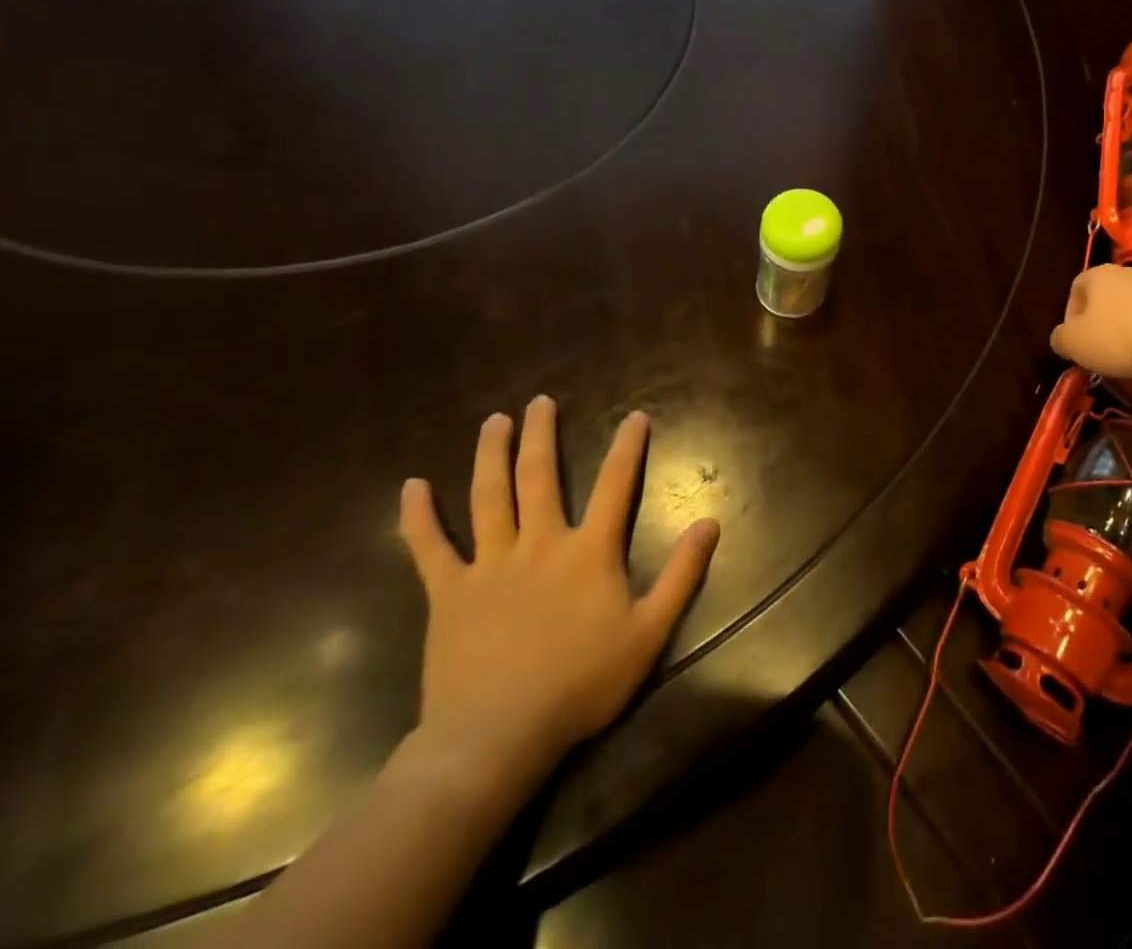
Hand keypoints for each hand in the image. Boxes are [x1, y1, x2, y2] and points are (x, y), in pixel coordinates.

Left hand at [397, 397, 719, 784]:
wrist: (495, 737)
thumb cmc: (581, 683)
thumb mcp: (649, 631)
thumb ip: (681, 573)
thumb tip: (710, 521)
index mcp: (589, 551)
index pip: (616, 484)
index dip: (628, 447)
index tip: (635, 416)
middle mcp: (539, 543)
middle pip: (539, 476)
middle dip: (542, 435)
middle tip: (540, 402)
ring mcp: (489, 565)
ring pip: (488, 497)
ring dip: (491, 455)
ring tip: (495, 421)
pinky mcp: (448, 593)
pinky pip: (429, 547)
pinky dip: (418, 516)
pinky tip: (412, 487)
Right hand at [1049, 264, 1131, 381]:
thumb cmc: (1120, 340)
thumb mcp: (1074, 344)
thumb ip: (1061, 337)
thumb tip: (1062, 337)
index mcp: (1099, 276)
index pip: (1077, 288)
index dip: (1072, 315)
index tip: (1077, 342)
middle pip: (1112, 288)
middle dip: (1105, 311)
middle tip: (1104, 343)